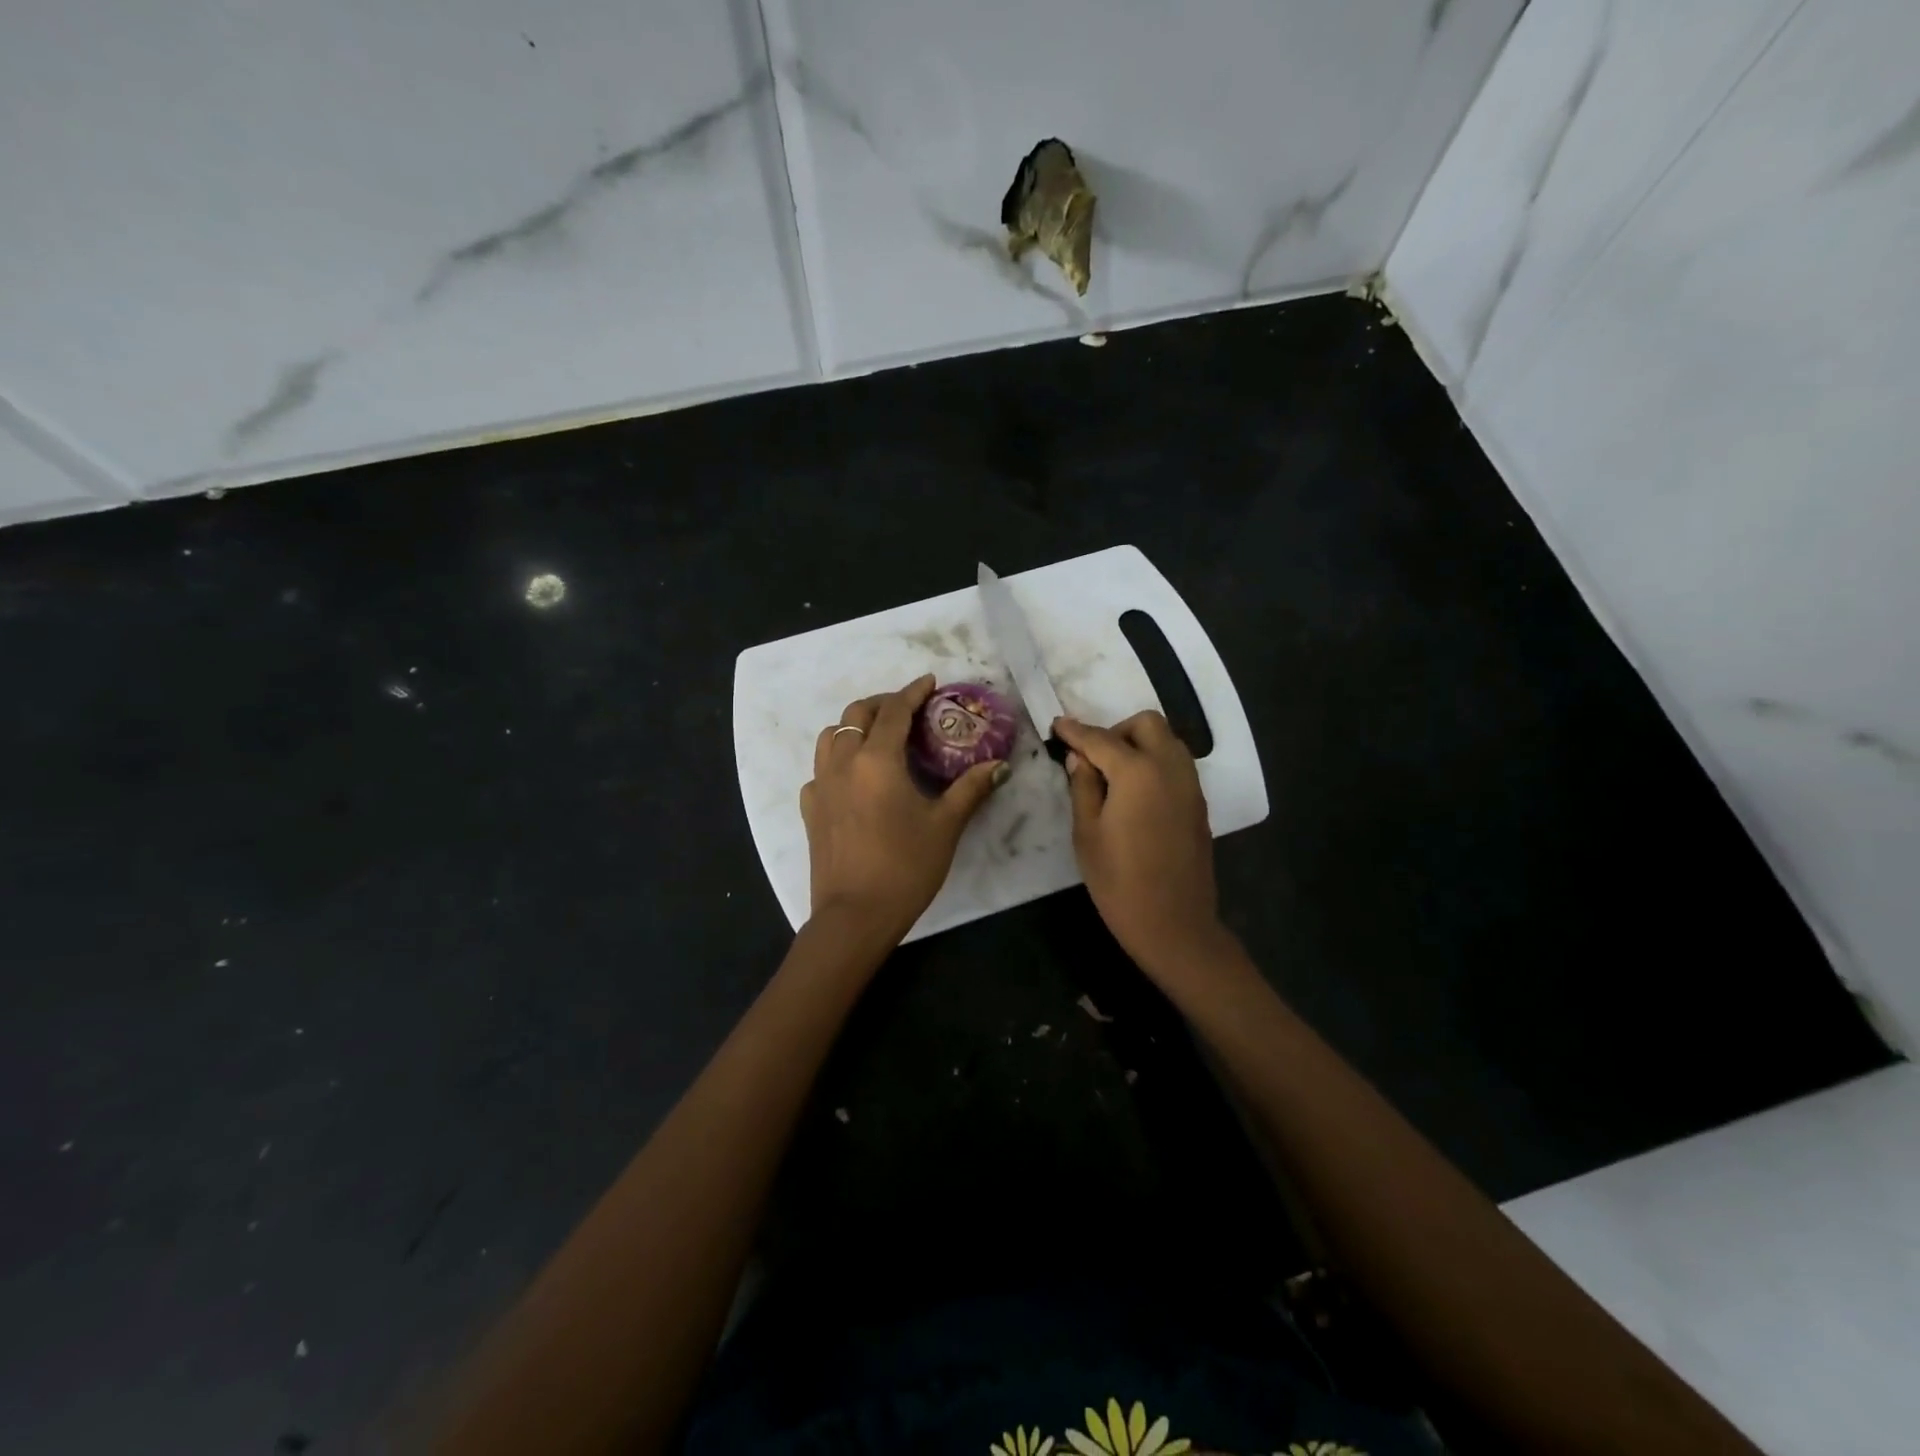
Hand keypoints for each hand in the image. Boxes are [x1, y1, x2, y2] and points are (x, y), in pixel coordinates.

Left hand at [800, 675, 1004, 944]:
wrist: (854, 915)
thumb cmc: (905, 867)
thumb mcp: (945, 826)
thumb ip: (971, 789)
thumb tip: (1000, 765)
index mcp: (877, 760)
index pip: (894, 712)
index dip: (913, 692)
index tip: (929, 682)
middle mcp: (842, 763)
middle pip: (857, 714)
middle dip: (883, 704)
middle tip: (908, 710)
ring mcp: (820, 785)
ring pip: (831, 736)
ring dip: (855, 726)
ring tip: (879, 737)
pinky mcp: (809, 809)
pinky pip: (820, 768)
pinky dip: (837, 759)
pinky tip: (854, 778)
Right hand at [1054, 711, 1224, 973]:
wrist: (1174, 924)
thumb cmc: (1119, 882)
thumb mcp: (1087, 834)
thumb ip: (1083, 787)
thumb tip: (1080, 759)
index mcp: (1138, 772)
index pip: (1101, 739)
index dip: (1075, 731)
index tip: (1057, 725)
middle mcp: (1170, 767)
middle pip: (1146, 724)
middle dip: (1116, 731)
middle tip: (1092, 758)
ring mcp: (1190, 784)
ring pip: (1167, 741)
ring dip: (1139, 744)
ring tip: (1112, 774)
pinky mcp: (1198, 803)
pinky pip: (1176, 764)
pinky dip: (1154, 762)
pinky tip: (1135, 792)